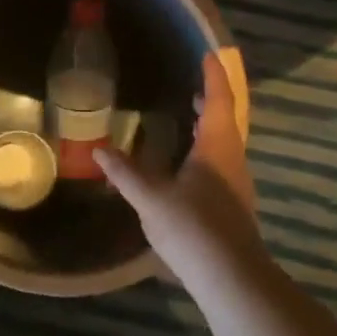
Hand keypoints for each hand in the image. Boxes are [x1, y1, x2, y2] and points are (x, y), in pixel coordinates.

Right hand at [95, 53, 267, 288]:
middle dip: (211, 100)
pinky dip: (207, 149)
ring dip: (209, 126)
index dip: (213, 77)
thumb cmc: (193, 228)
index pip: (219, 101)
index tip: (207, 55)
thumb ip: (126, 173)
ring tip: (188, 119)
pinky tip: (188, 164)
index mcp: (218, 147)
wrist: (232, 279)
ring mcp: (236, 185)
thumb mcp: (151, 199)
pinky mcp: (233, 205)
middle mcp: (233, 159)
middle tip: (192, 85)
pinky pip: (221, 163)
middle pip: (226, 120)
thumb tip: (100, 149)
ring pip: (225, 143)